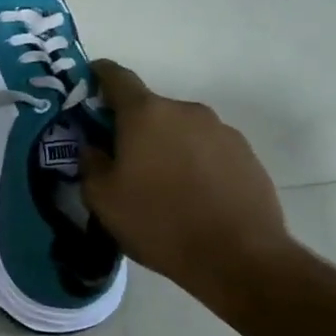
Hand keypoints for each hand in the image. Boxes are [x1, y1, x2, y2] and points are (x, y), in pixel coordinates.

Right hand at [79, 60, 293, 307]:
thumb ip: (90, 163)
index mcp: (145, 114)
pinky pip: (207, 149)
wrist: (240, 259)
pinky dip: (193, 162)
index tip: (88, 88)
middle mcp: (185, 111)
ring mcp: (221, 131)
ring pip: (180, 129)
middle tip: (122, 160)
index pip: (116, 76)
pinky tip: (192, 196)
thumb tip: (94, 147)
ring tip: (161, 185)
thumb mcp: (102, 199)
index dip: (98, 76)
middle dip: (132, 127)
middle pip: (149, 108)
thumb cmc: (159, 222)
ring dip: (165, 145)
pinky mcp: (247, 155)